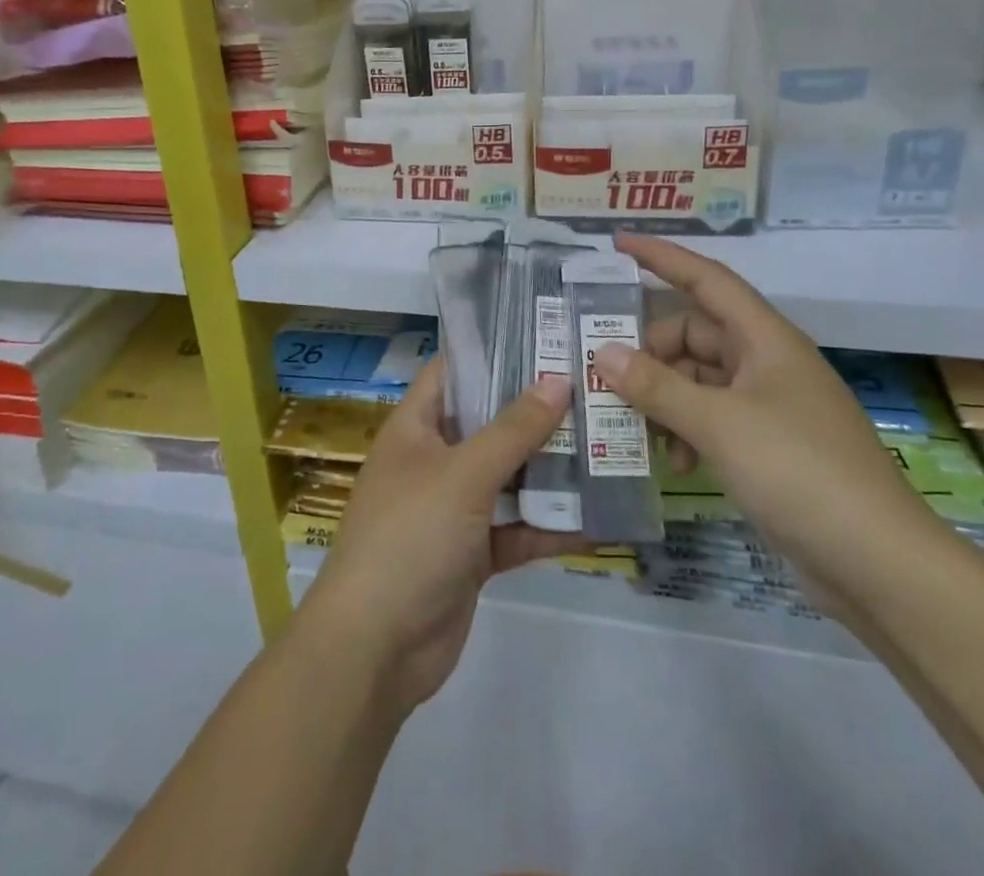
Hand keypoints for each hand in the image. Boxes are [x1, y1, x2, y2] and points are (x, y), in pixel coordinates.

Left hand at [300, 359, 589, 711]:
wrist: (375, 648)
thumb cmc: (409, 537)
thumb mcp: (463, 474)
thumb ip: (513, 430)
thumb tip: (558, 379)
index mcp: (416, 427)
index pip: (454, 371)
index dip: (493, 349)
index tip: (545, 335)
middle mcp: (434, 460)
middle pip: (489, 422)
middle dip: (536, 410)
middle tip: (593, 387)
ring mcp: (454, 508)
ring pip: (509, 476)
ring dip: (551, 468)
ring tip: (607, 443)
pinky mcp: (473, 554)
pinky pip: (516, 529)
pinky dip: (549, 526)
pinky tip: (599, 521)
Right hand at [596, 234, 952, 604]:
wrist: (880, 565)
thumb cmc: (800, 472)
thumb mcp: (718, 424)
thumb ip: (656, 386)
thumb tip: (603, 354)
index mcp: (765, 339)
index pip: (706, 279)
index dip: (662, 256)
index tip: (617, 243)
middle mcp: (767, 362)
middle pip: (694, 335)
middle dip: (650, 353)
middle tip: (609, 377)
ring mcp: (770, 405)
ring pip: (699, 379)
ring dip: (665, 398)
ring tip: (638, 429)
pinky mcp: (770, 445)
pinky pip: (712, 417)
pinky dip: (686, 430)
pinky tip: (676, 463)